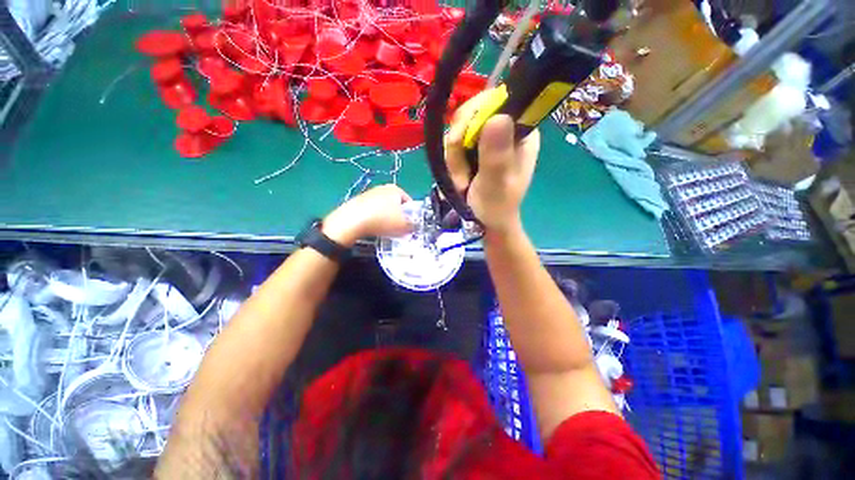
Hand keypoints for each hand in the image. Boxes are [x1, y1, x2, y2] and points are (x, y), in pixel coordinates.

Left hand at [322, 185, 413, 246]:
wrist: (352, 221)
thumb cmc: (382, 220)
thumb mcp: (404, 226)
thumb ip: (413, 225)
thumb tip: (414, 226)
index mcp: (396, 189)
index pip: (409, 203)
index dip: (411, 216)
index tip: (409, 226)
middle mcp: (383, 188)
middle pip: (396, 205)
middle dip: (398, 217)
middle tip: (399, 229)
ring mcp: (369, 193)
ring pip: (384, 208)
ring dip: (386, 218)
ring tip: (385, 230)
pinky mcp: (358, 201)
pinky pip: (372, 211)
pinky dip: (374, 219)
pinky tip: (373, 228)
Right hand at [445, 90, 540, 233]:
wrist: (485, 221)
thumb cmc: (496, 207)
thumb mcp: (495, 184)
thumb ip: (496, 156)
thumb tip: (498, 117)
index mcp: (521, 131)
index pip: (497, 100)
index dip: (474, 114)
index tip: (460, 140)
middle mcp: (505, 129)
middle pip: (471, 114)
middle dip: (458, 146)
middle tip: (461, 176)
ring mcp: (487, 139)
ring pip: (458, 131)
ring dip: (453, 160)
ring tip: (462, 183)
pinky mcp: (472, 149)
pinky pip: (452, 145)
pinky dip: (450, 163)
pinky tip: (458, 180)